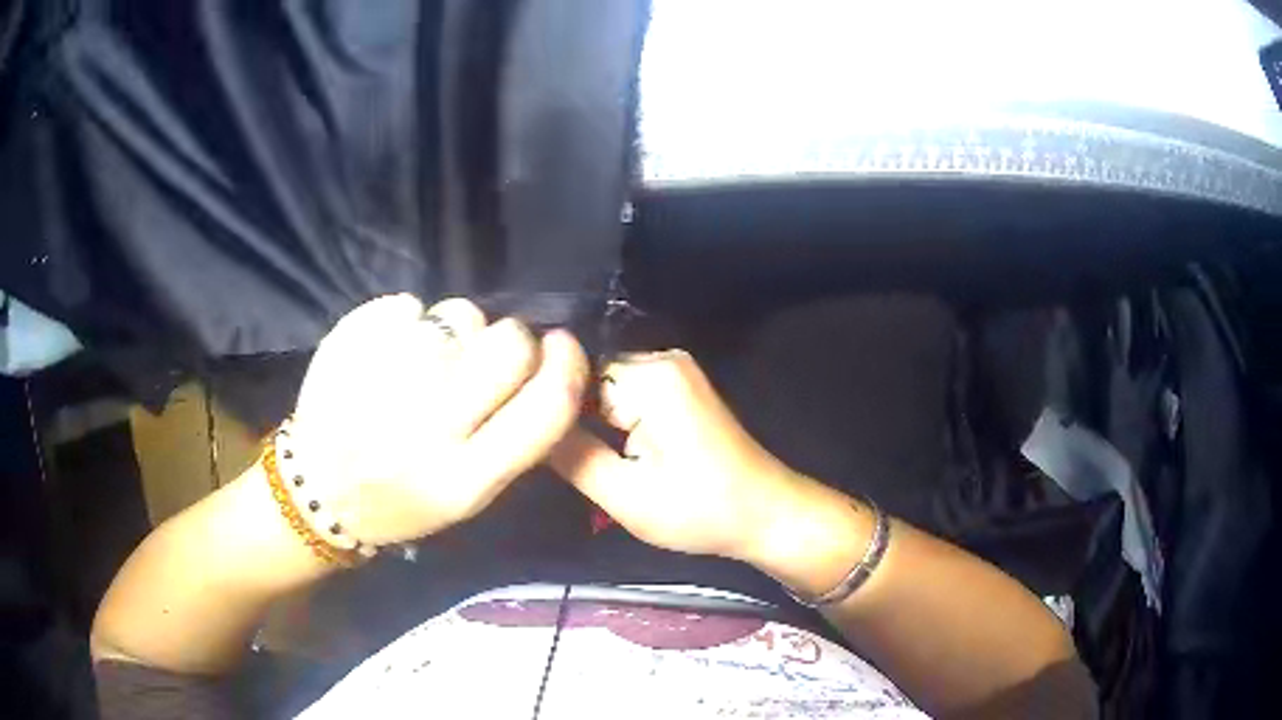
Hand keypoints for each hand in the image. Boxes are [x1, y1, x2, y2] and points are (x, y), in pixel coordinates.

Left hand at [291, 295, 588, 546]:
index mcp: (464, 479)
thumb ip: (514, 439)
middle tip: (489, 355)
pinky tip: (390, 353)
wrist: (318, 491)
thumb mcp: (470, 498)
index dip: (568, 364)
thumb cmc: (401, 501)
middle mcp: (426, 429)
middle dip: (513, 339)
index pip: (546, 405)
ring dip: (458, 330)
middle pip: (508, 343)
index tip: (561, 347)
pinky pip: (409, 304)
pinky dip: (410, 321)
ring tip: (428, 360)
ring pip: (459, 314)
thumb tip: (548, 363)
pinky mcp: (349, 344)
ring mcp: (382, 380)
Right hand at [549, 349, 817, 561]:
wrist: (765, 512)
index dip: (550, 411)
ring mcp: (675, 368)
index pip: (569, 376)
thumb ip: (571, 457)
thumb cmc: (700, 511)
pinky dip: (616, 420)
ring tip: (586, 457)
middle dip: (574, 417)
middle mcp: (662, 357)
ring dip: (595, 421)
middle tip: (563, 460)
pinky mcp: (681, 385)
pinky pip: (629, 393)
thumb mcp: (625, 496)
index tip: (537, 444)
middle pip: (588, 378)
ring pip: (606, 388)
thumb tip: (525, 425)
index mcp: (650, 377)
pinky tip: (615, 450)